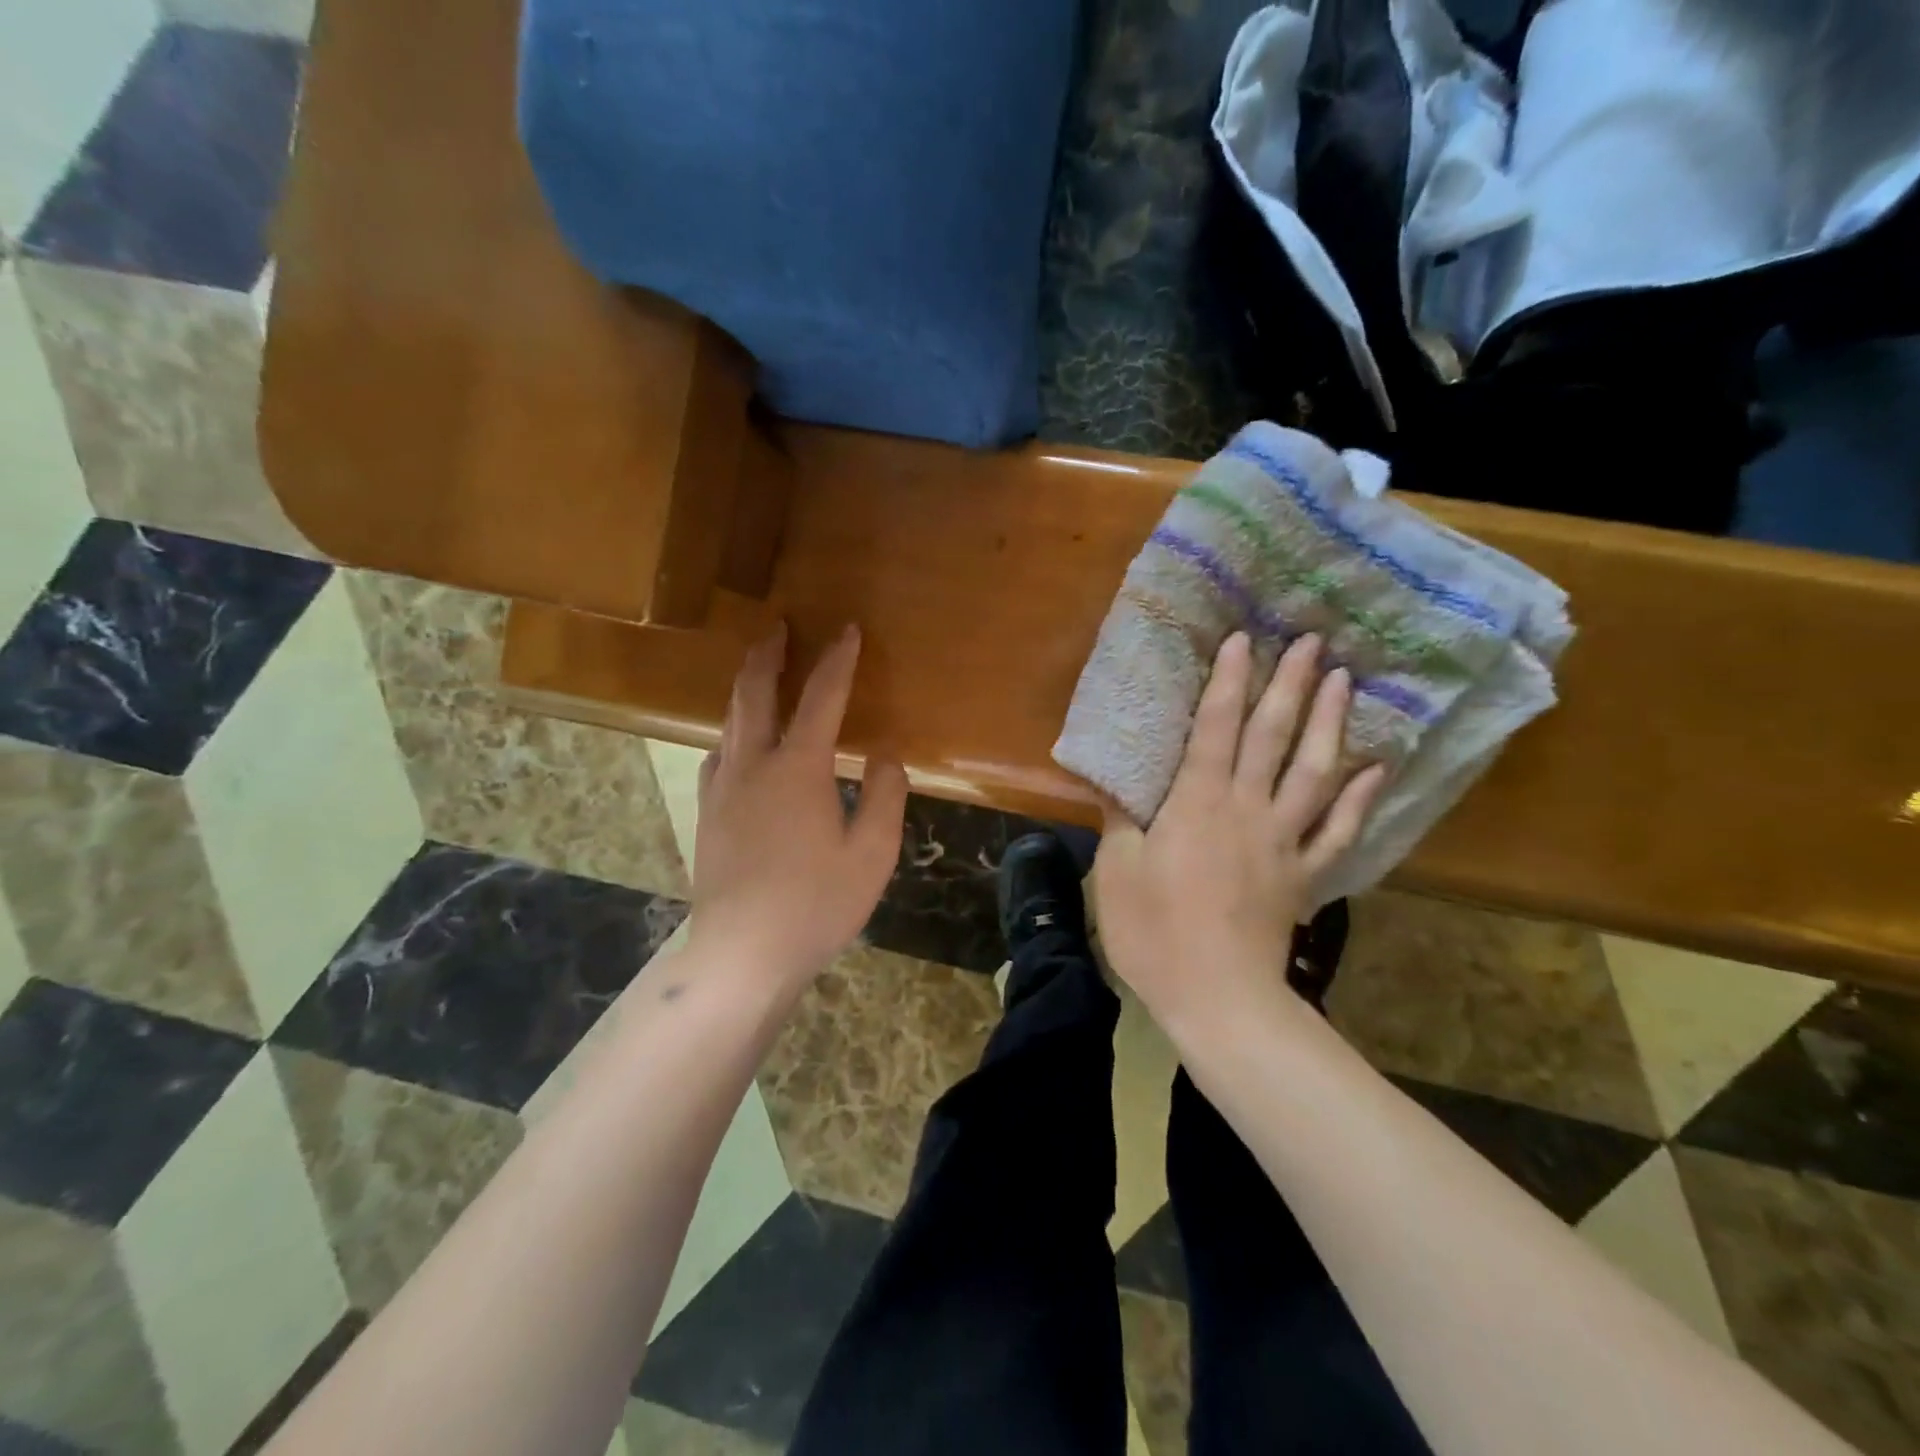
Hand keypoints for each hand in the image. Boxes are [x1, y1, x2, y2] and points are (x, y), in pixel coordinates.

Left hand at [687, 622, 908, 992]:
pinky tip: (737, 742)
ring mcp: (722, 789)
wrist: (743, 953)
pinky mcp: (707, 814)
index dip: (838, 661)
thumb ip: (884, 795)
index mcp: (798, 768)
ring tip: (757, 670)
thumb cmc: (816, 904)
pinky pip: (718, 753)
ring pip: (729, 720)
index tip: (847, 631)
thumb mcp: (872, 853)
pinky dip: (732, 730)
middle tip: (777, 626)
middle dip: (768, 655)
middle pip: (755, 693)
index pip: (822, 697)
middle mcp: (753, 765)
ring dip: (745, 687)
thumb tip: (883, 756)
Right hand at [1092, 631, 1385, 1035]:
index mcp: (1197, 803)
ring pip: (1314, 771)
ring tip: (1344, 682)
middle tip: (1312, 641)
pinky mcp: (1305, 876)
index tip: (1243, 639)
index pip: (1215, 728)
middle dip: (1290, 685)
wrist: (1218, 999)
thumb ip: (1119, 819)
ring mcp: (1284, 842)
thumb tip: (1112, 778)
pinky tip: (1378, 769)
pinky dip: (1361, 799)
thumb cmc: (1155, 933)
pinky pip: (1340, 830)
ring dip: (1330, 723)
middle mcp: (1247, 810)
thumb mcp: (1117, 872)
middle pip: (1273, 737)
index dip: (1228, 682)